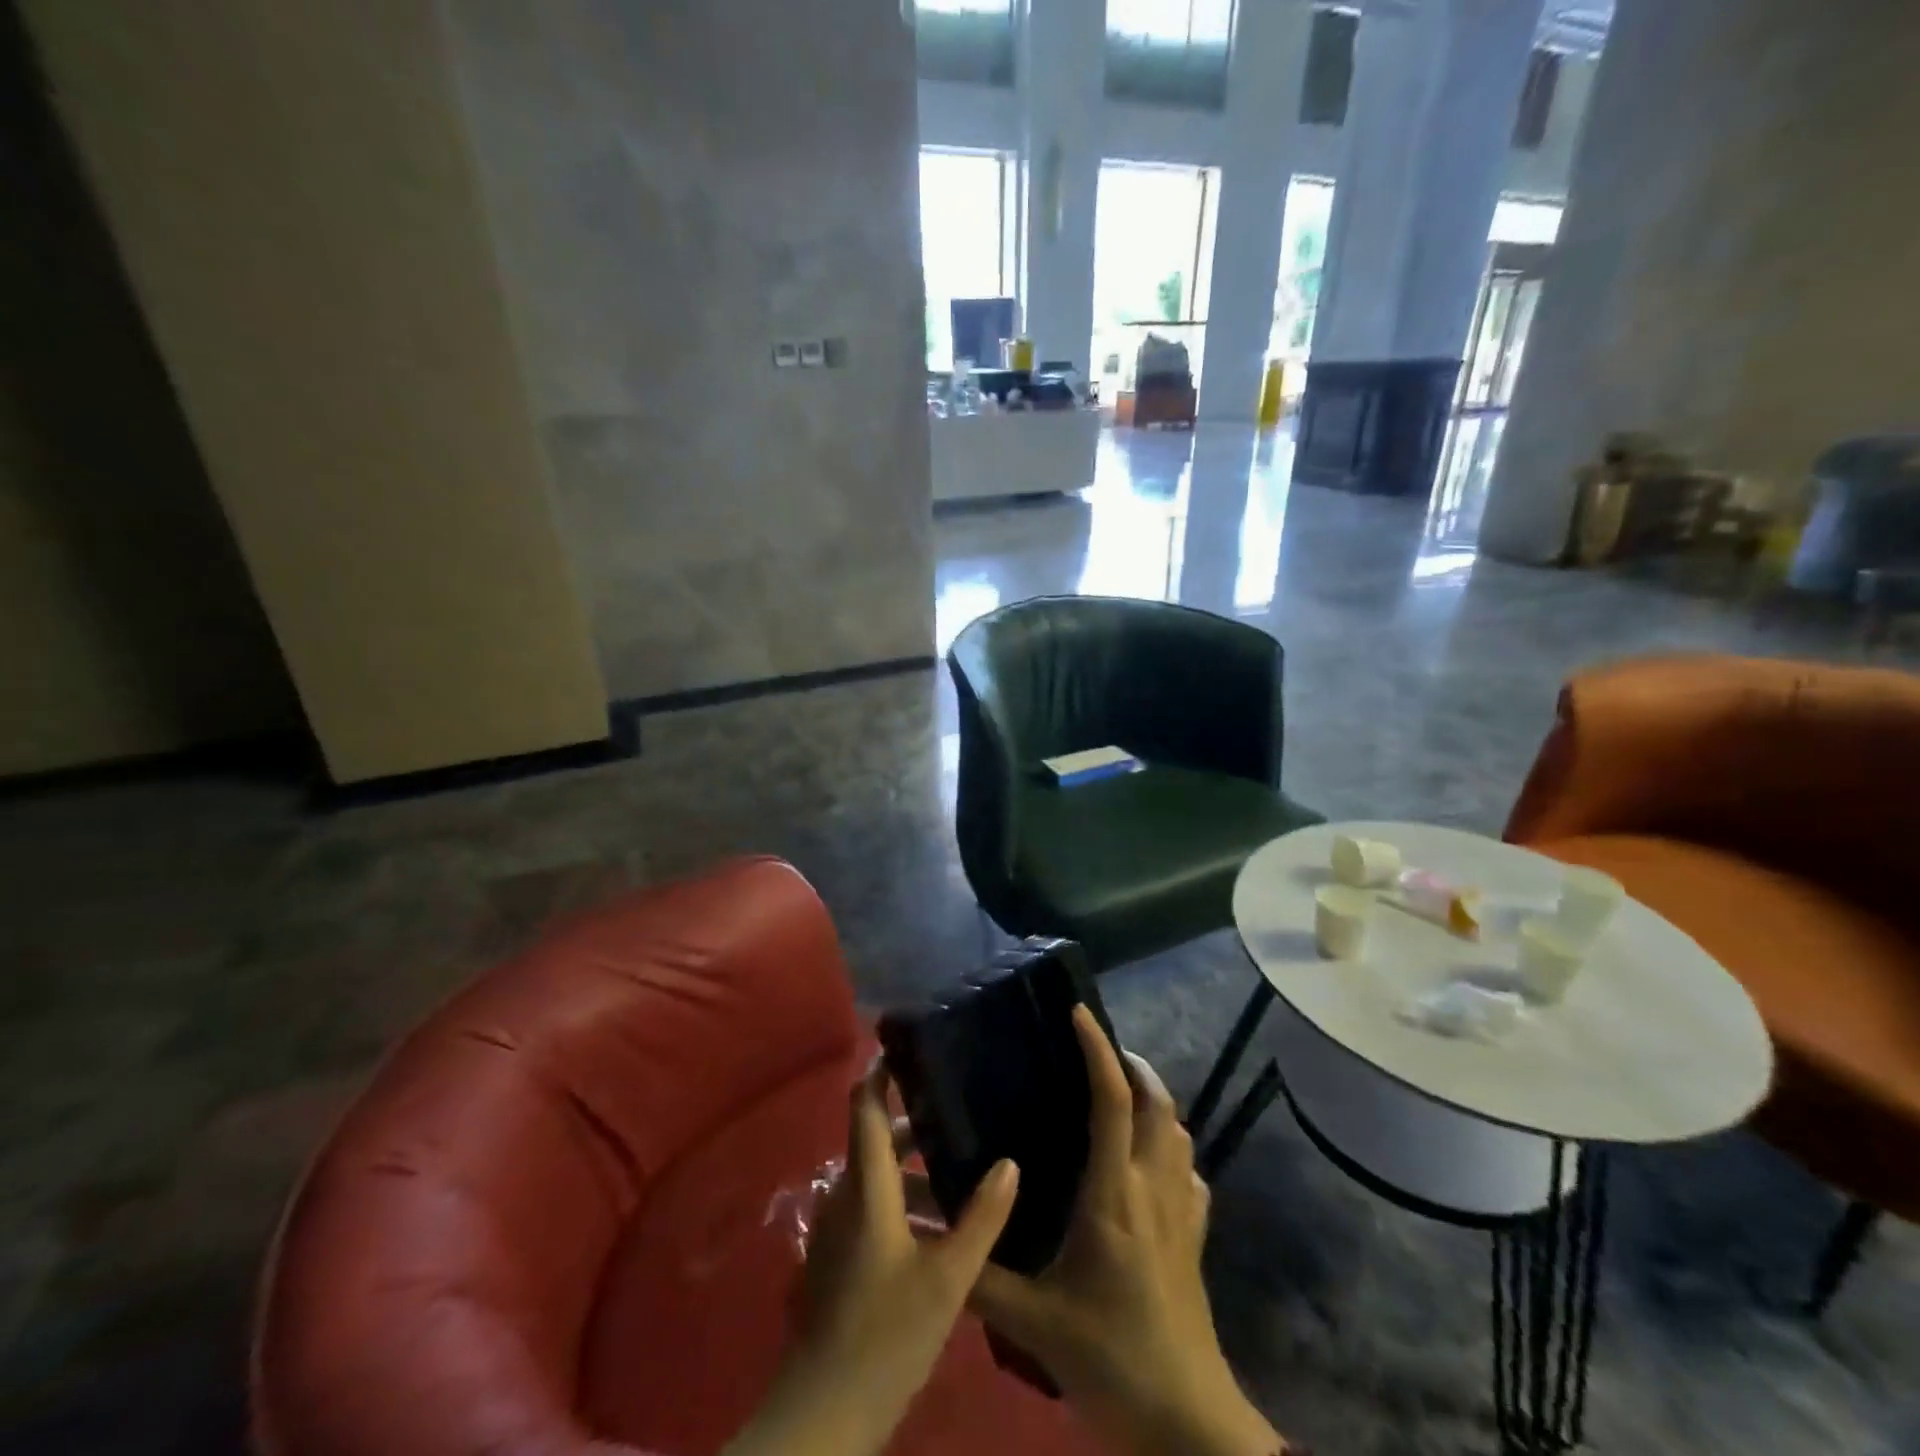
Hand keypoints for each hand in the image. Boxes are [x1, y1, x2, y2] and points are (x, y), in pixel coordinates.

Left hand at [725, 1060, 1019, 1455]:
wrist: (824, 1415)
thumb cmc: (886, 1334)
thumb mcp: (948, 1277)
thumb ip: (981, 1218)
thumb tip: (1010, 1162)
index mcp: (866, 1186)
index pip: (865, 1107)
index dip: (881, 1073)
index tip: (908, 1048)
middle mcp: (846, 1196)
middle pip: (876, 1141)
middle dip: (913, 1126)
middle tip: (959, 1111)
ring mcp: (838, 1230)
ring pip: (877, 1180)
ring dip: (913, 1172)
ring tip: (962, 1170)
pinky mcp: (839, 1259)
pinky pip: (872, 1209)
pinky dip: (903, 1202)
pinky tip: (942, 1226)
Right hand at [970, 1008, 1286, 1455]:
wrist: (1187, 1424)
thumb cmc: (1110, 1358)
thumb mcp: (1033, 1322)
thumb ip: (978, 1276)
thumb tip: (924, 1235)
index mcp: (1114, 1194)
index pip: (1112, 1101)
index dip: (1098, 1049)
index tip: (1079, 1013)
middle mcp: (1153, 1189)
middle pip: (1157, 1104)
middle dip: (1133, 1065)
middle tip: (1099, 1051)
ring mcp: (1182, 1213)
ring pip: (1178, 1133)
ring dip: (1155, 1101)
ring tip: (1121, 1093)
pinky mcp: (1196, 1239)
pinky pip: (1190, 1174)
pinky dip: (1171, 1148)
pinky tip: (1151, 1162)